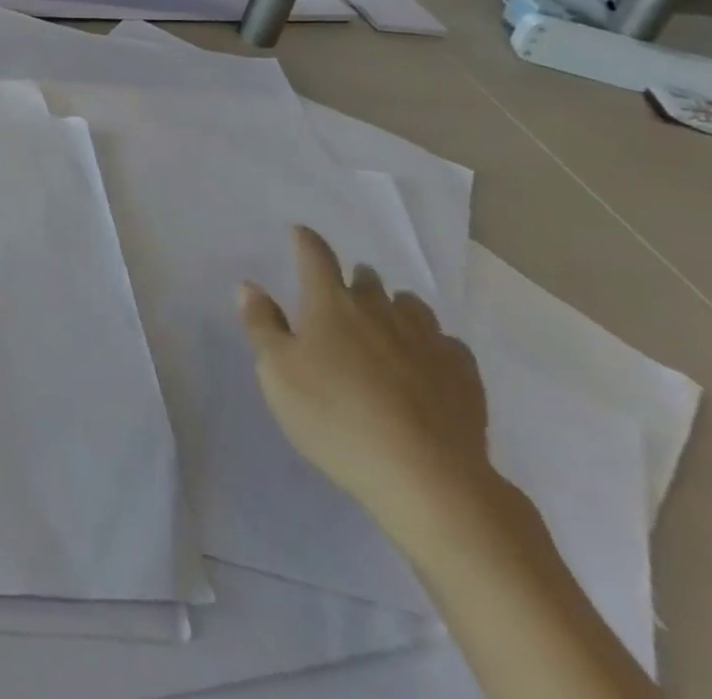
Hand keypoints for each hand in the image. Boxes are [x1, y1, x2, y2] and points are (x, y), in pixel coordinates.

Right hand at [237, 226, 490, 531]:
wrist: (427, 477)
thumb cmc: (335, 418)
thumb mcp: (277, 374)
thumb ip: (261, 325)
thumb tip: (249, 285)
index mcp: (330, 302)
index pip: (315, 255)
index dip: (305, 241)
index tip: (299, 233)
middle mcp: (379, 308)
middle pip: (366, 277)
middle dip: (353, 280)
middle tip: (341, 298)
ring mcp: (426, 338)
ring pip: (409, 304)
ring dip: (395, 308)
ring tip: (386, 327)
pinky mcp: (462, 373)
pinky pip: (446, 343)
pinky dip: (432, 346)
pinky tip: (428, 365)